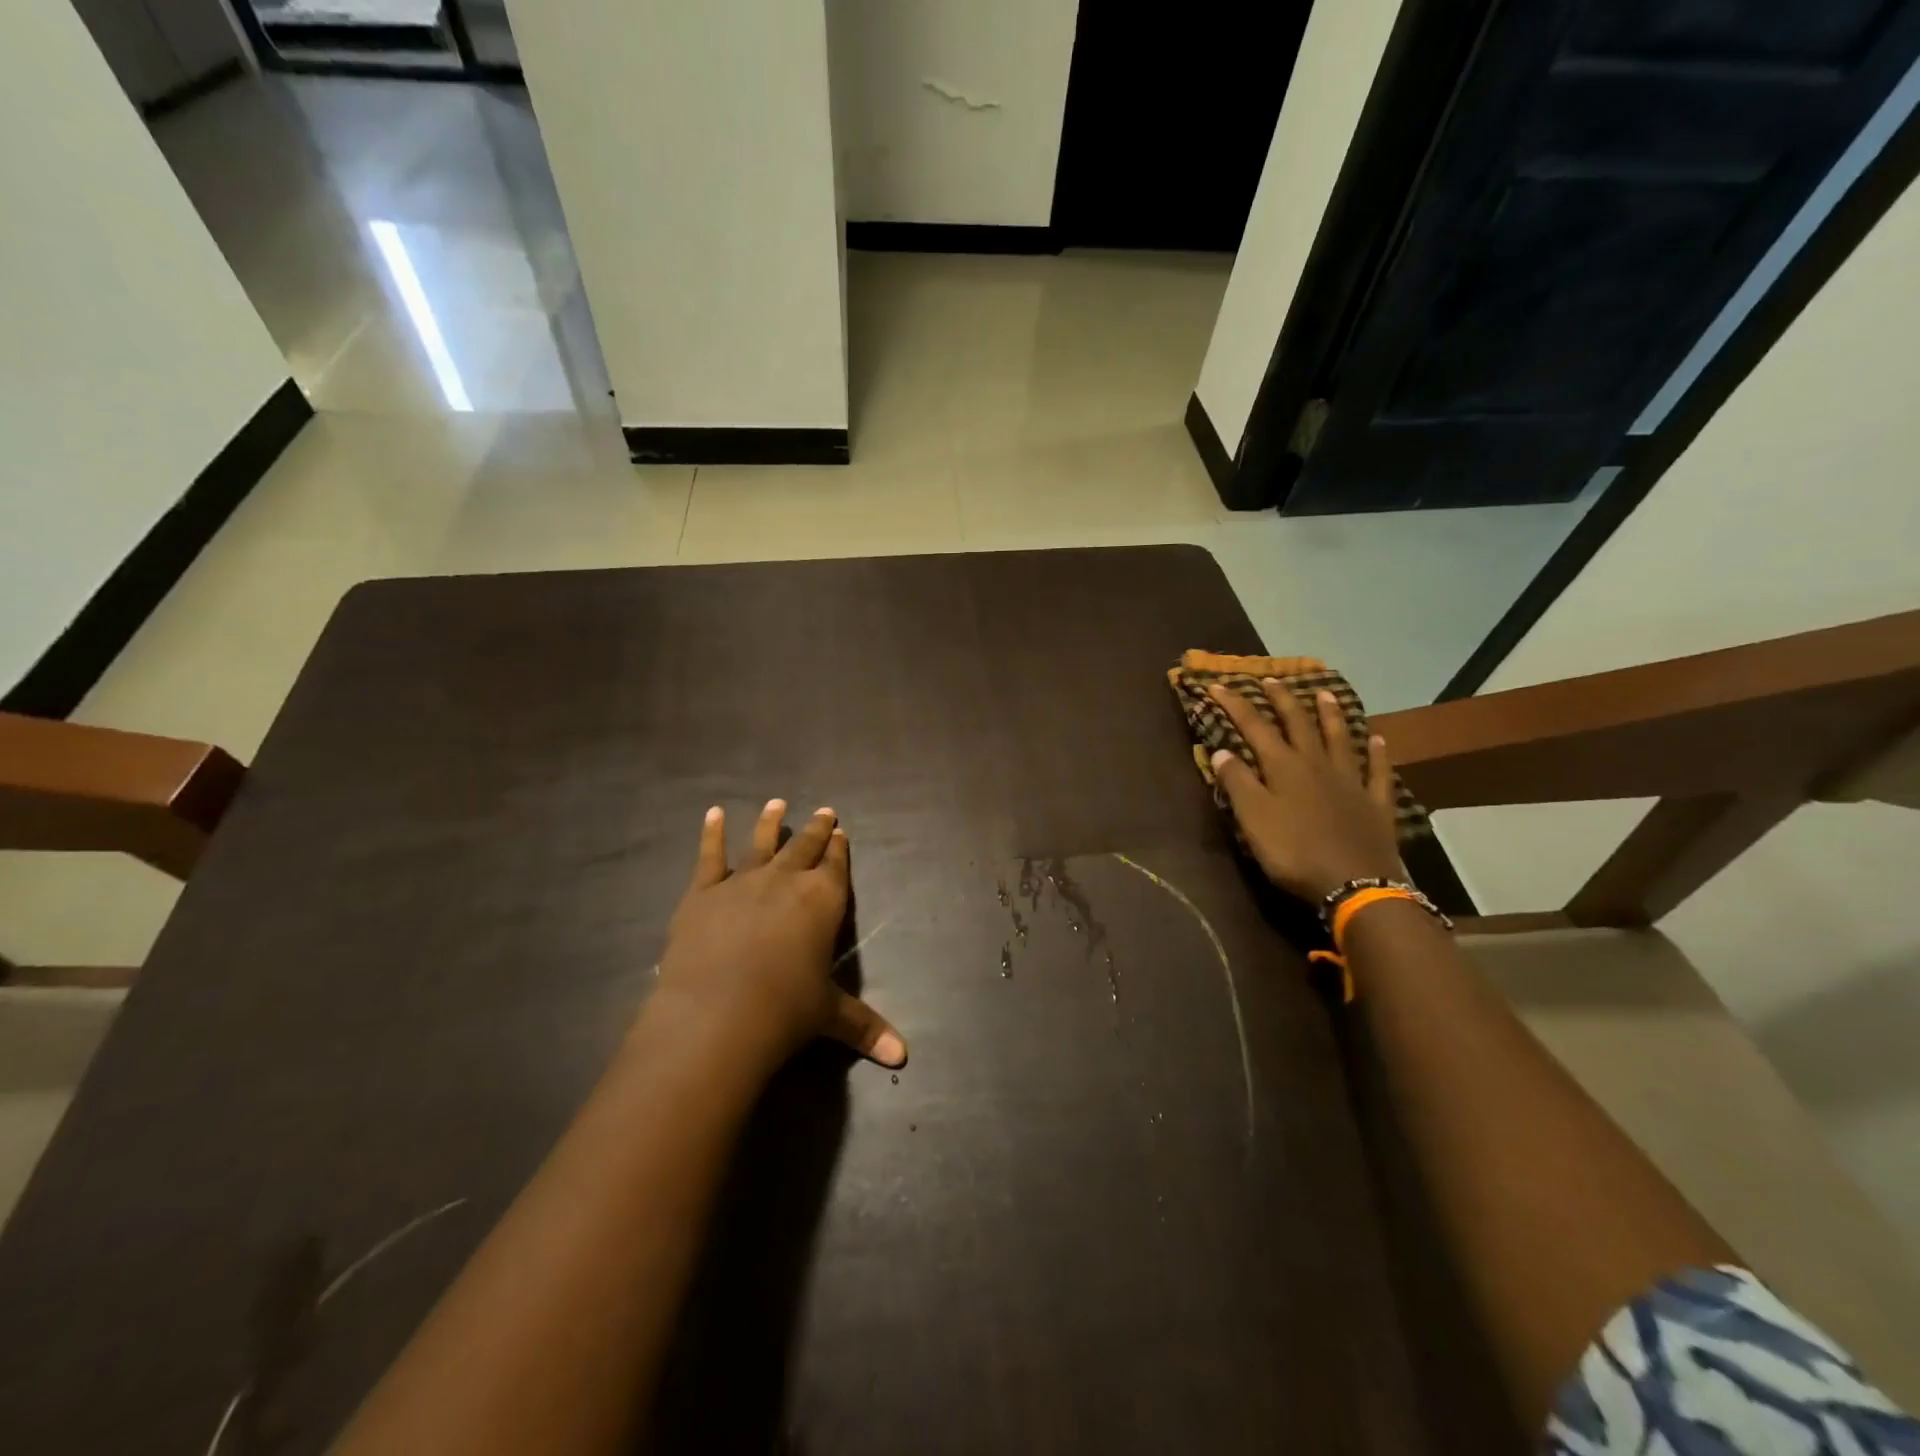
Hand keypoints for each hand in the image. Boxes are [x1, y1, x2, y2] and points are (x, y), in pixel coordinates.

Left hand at [651, 799, 906, 1074]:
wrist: (718, 1014)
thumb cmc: (785, 1011)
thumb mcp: (829, 1016)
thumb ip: (865, 1027)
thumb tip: (903, 1056)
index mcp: (823, 901)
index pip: (836, 867)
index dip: (839, 849)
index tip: (841, 831)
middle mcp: (787, 881)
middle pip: (805, 847)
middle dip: (817, 829)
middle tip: (824, 811)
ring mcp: (743, 882)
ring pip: (761, 843)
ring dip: (771, 822)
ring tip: (777, 803)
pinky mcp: (703, 892)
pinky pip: (709, 856)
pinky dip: (711, 833)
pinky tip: (713, 813)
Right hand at [1207, 681, 1402, 902]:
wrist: (1355, 884)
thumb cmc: (1295, 852)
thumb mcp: (1253, 818)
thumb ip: (1237, 783)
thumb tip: (1222, 750)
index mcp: (1284, 767)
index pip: (1254, 727)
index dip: (1235, 705)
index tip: (1218, 685)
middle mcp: (1317, 765)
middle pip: (1298, 724)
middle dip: (1282, 700)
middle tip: (1272, 679)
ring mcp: (1350, 782)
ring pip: (1339, 739)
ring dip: (1330, 715)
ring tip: (1324, 693)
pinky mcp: (1375, 804)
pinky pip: (1376, 771)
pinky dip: (1376, 754)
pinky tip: (1378, 740)